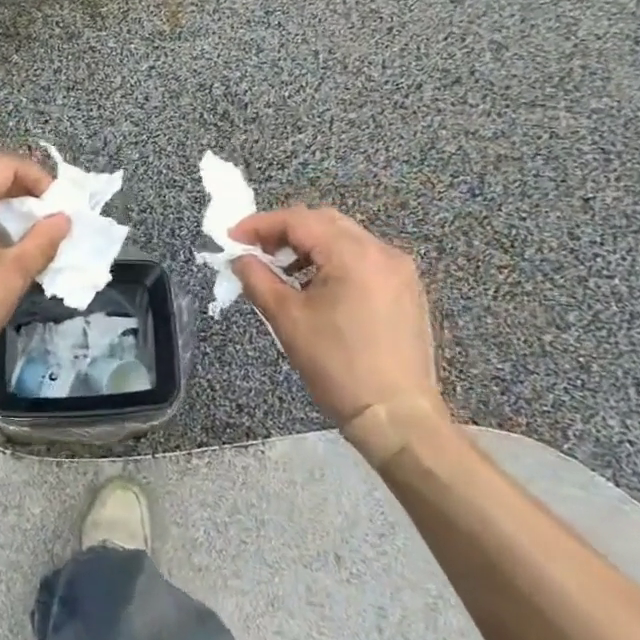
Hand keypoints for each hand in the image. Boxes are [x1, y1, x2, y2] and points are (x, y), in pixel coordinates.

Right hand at [230, 206, 448, 453]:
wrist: (397, 418)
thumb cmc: (338, 367)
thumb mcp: (288, 320)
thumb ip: (258, 280)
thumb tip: (240, 258)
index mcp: (354, 255)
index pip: (299, 220)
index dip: (260, 225)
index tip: (232, 239)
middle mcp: (382, 252)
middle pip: (324, 222)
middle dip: (285, 231)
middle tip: (256, 251)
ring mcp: (400, 271)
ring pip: (345, 238)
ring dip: (309, 246)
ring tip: (282, 271)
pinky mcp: (406, 290)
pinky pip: (363, 259)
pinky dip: (333, 262)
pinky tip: (315, 287)